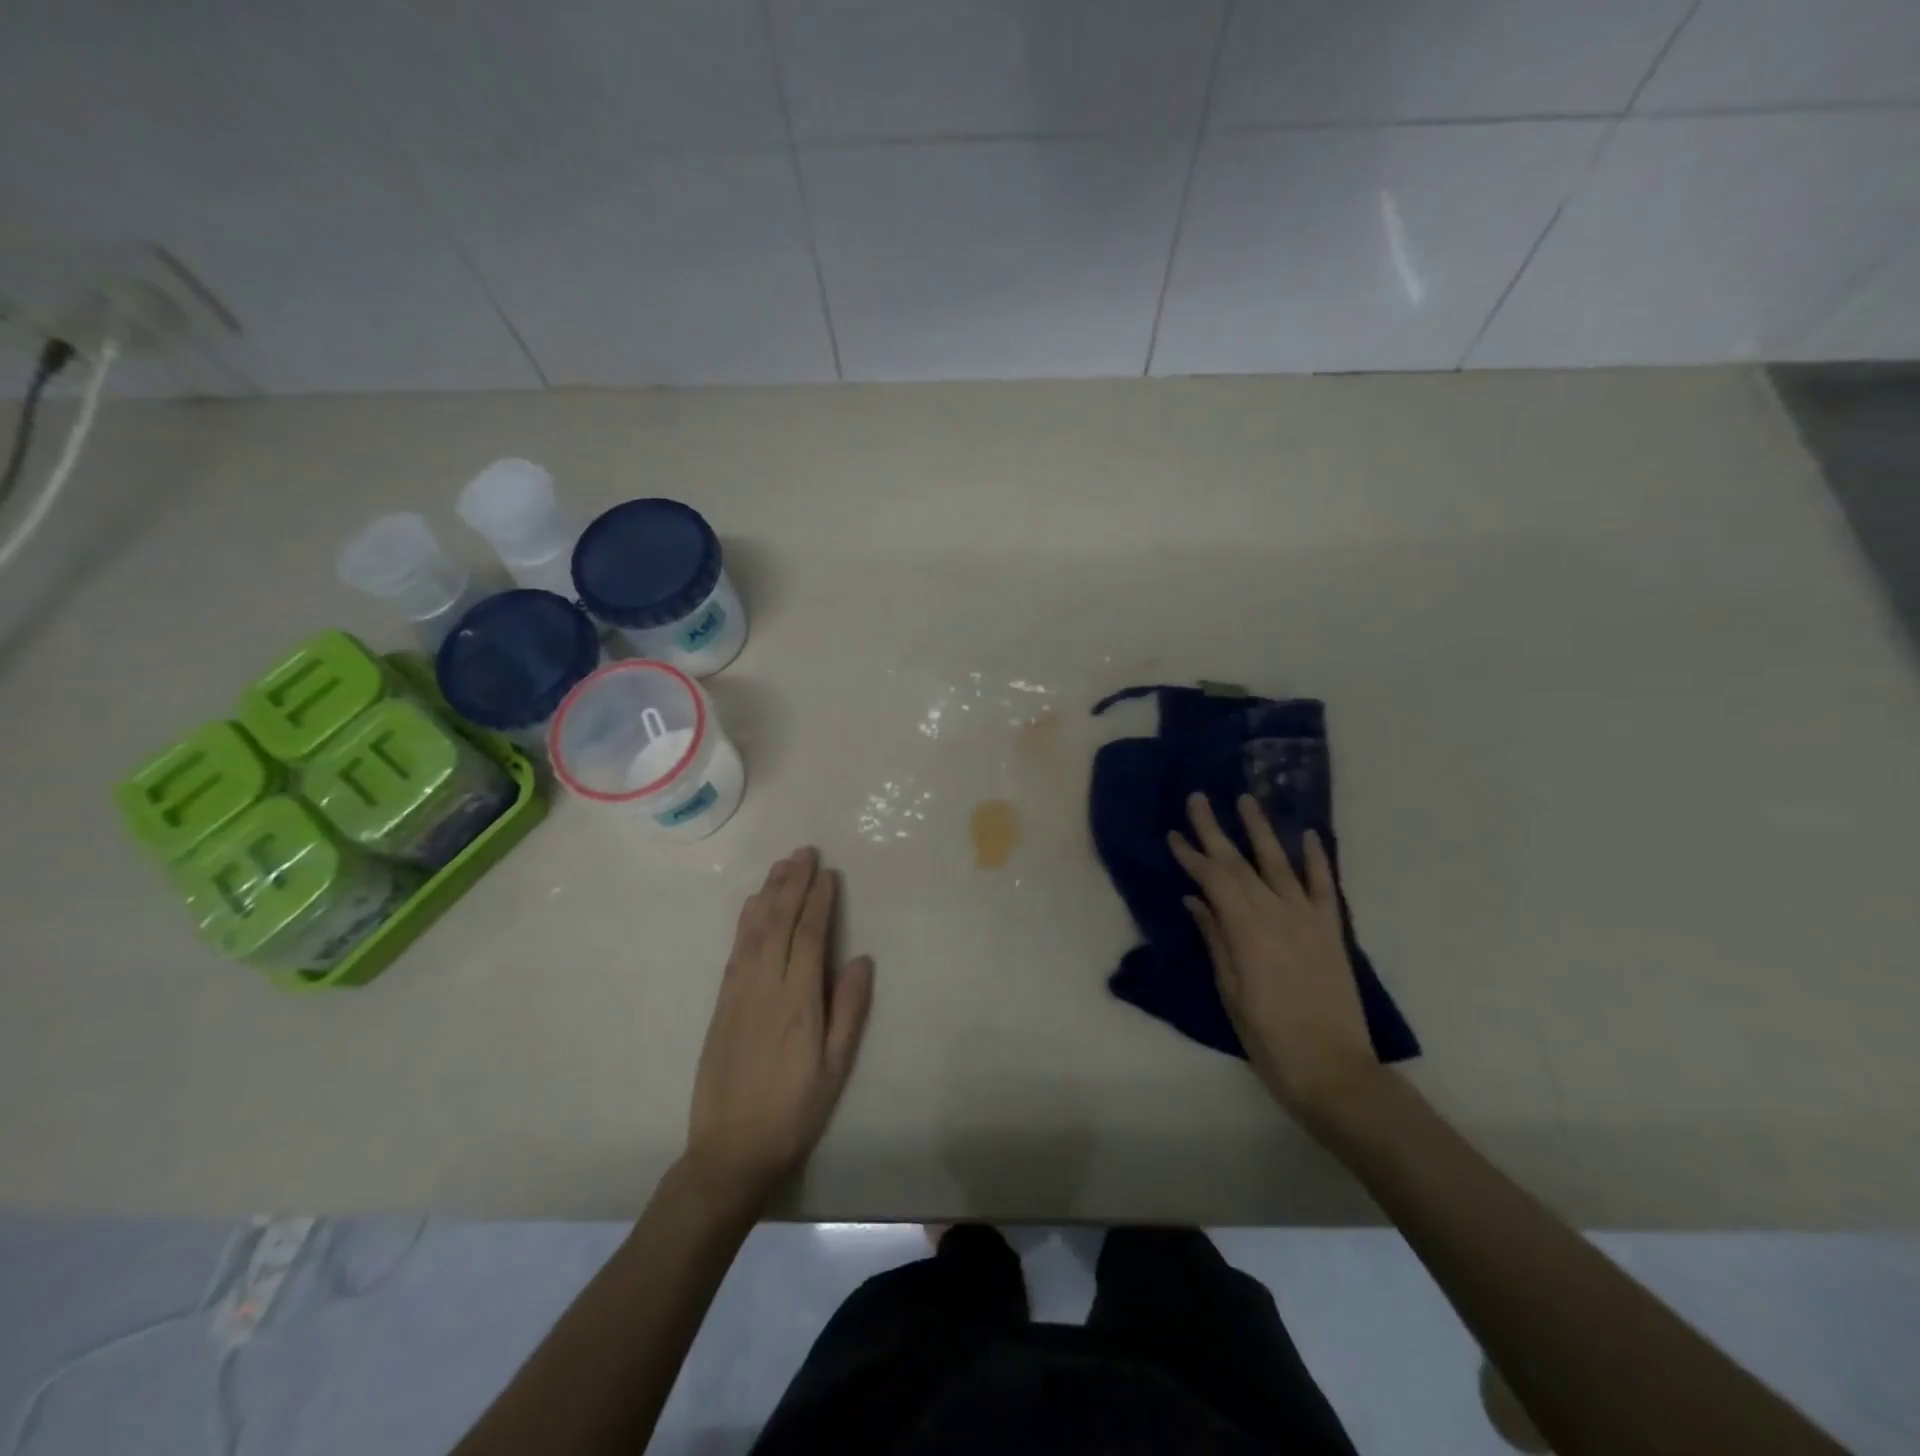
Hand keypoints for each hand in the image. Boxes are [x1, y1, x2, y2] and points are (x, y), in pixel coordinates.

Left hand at [684, 848, 873, 1204]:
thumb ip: (849, 1010)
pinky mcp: (721, 1003)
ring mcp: (738, 992)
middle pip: (779, 922)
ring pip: (754, 930)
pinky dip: (746, 920)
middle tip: (805, 851)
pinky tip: (753, 905)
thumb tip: (861, 959)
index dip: (819, 901)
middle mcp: (765, 987)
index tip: (828, 873)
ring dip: (769, 893)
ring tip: (782, 865)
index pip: (809, 937)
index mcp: (798, 1002)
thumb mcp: (835, 1068)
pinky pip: (735, 949)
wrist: (729, 1150)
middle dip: (793, 884)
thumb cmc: (794, 1111)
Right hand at [1168, 793, 1381, 1123]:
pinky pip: (1324, 887)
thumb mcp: (1231, 992)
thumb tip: (1194, 900)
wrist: (1334, 1071)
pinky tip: (1308, 835)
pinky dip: (1316, 859)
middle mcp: (1277, 914)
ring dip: (1261, 830)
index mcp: (1247, 931)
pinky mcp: (1332, 932)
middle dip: (1215, 830)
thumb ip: (1215, 940)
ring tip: (1247, 799)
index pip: (1213, 881)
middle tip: (1198, 798)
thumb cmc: (1269, 1038)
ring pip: (1280, 864)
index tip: (1173, 834)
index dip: (1190, 856)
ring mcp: (1308, 920)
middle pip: (1240, 864)